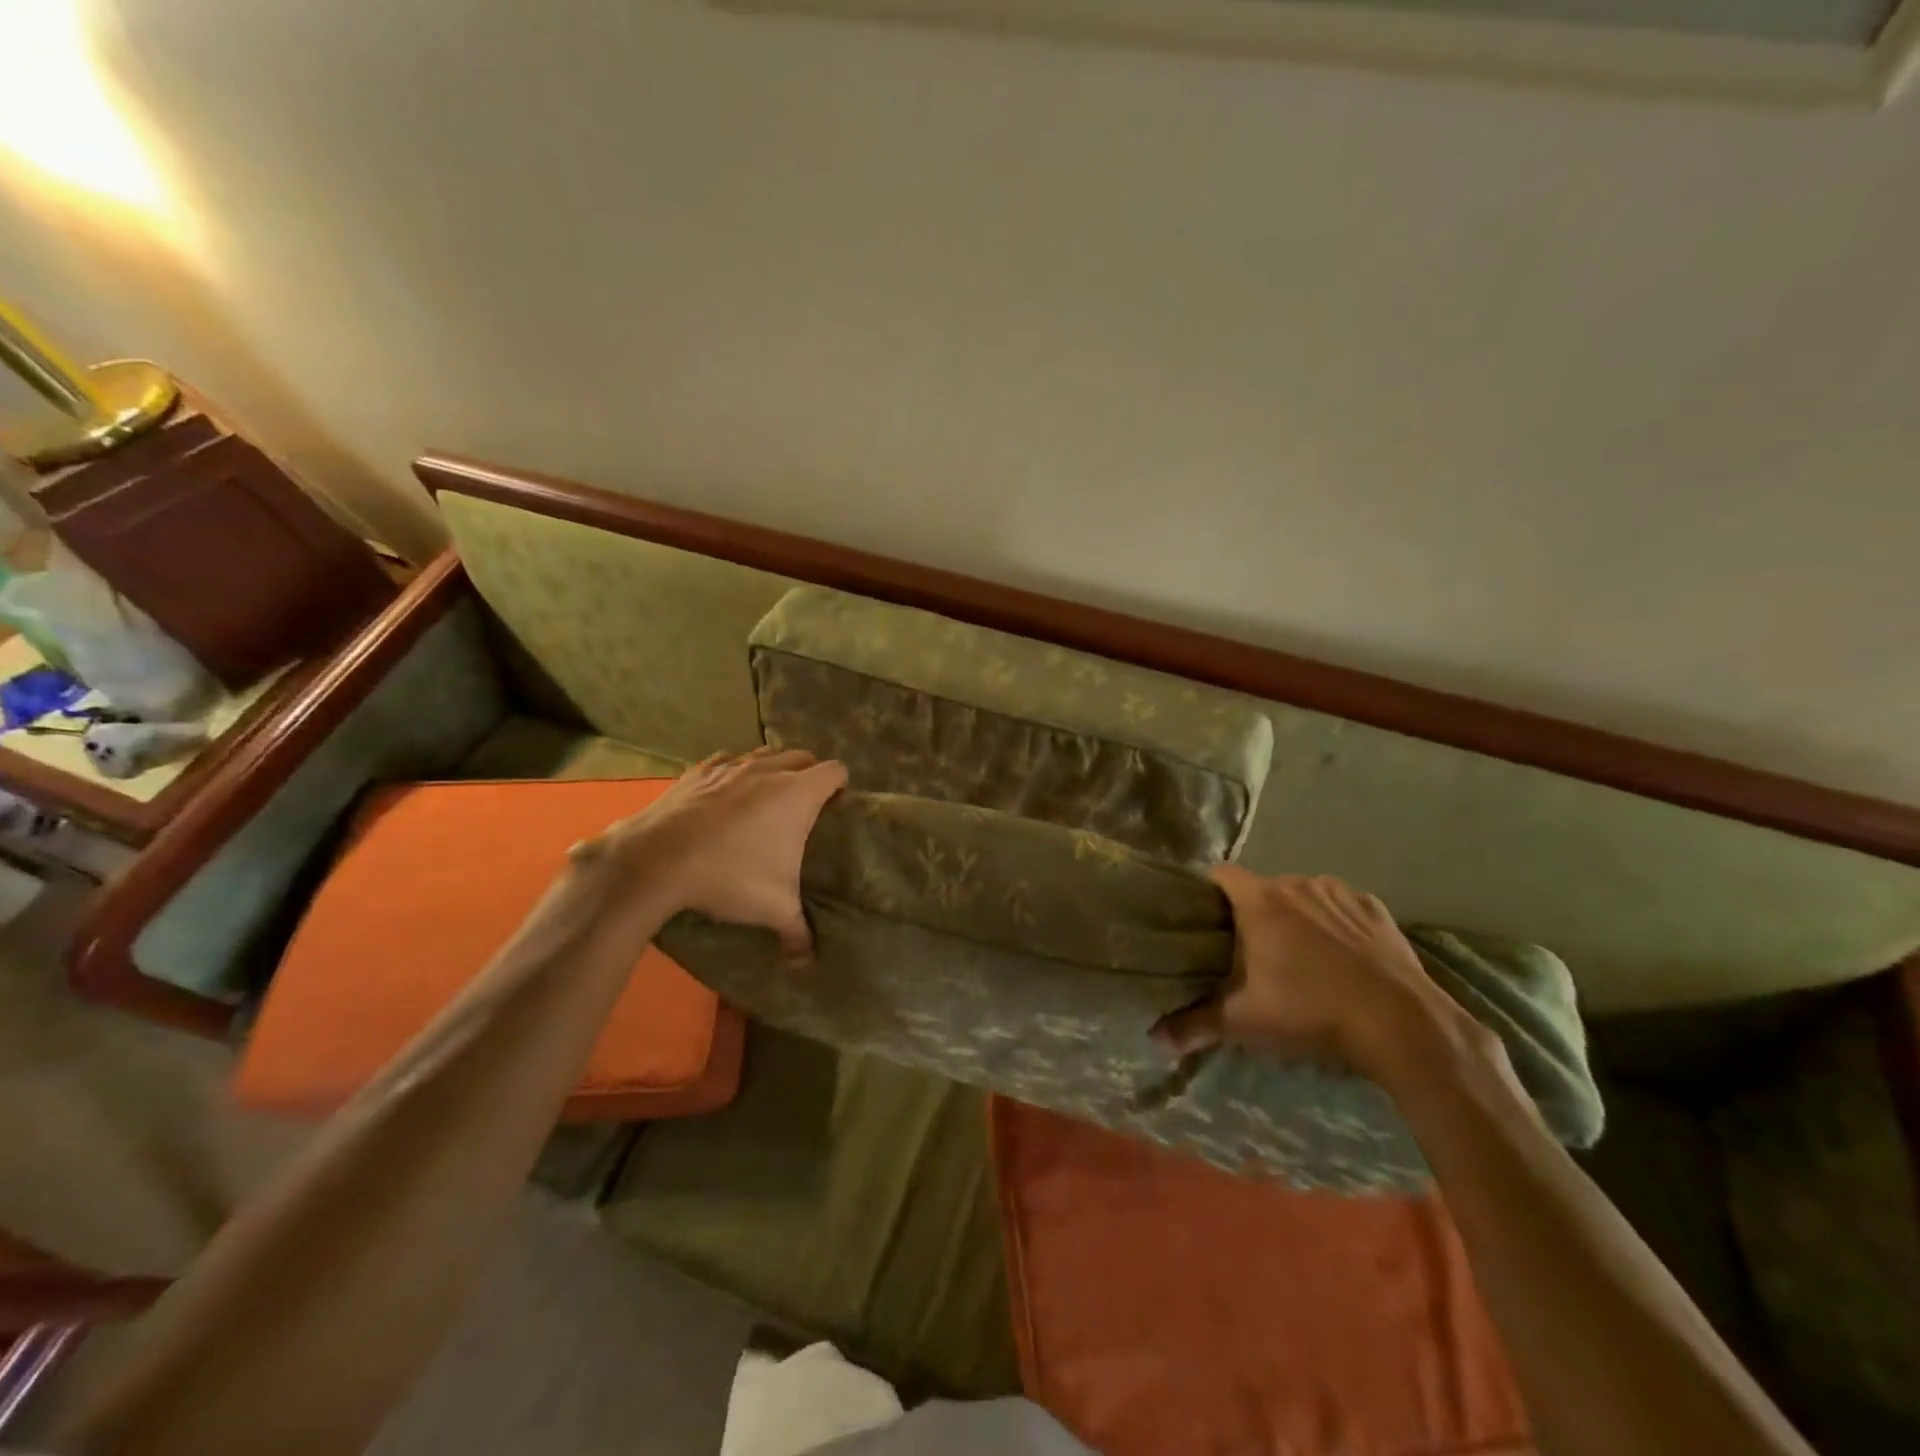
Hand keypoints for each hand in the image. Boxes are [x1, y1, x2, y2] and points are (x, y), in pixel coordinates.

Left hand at [588, 747, 846, 958]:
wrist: (657, 861)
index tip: (834, 809)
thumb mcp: (773, 909)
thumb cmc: (729, 877)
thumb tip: (808, 963)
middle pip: (803, 757)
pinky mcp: (698, 771)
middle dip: (808, 776)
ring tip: (765, 800)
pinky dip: (732, 773)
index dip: (840, 787)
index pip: (836, 771)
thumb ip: (798, 933)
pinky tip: (724, 797)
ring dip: (772, 769)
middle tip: (802, 808)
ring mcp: (731, 766)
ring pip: (765, 754)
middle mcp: (769, 771)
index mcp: (798, 794)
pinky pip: (726, 761)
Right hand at [1151, 866, 1478, 1082]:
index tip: (1208, 921)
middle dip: (1254, 912)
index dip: (1209, 893)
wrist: (1401, 1025)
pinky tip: (1343, 956)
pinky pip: (1342, 906)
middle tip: (1253, 952)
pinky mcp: (1375, 908)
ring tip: (1302, 956)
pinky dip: (1335, 922)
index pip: (1220, 874)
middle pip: (1262, 887)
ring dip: (1296, 915)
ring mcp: (1340, 893)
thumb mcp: (1244, 1022)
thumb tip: (1153, 1040)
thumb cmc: (1310, 1012)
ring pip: (1303, 895)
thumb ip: (1195, 1025)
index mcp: (1260, 901)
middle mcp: (1297, 883)